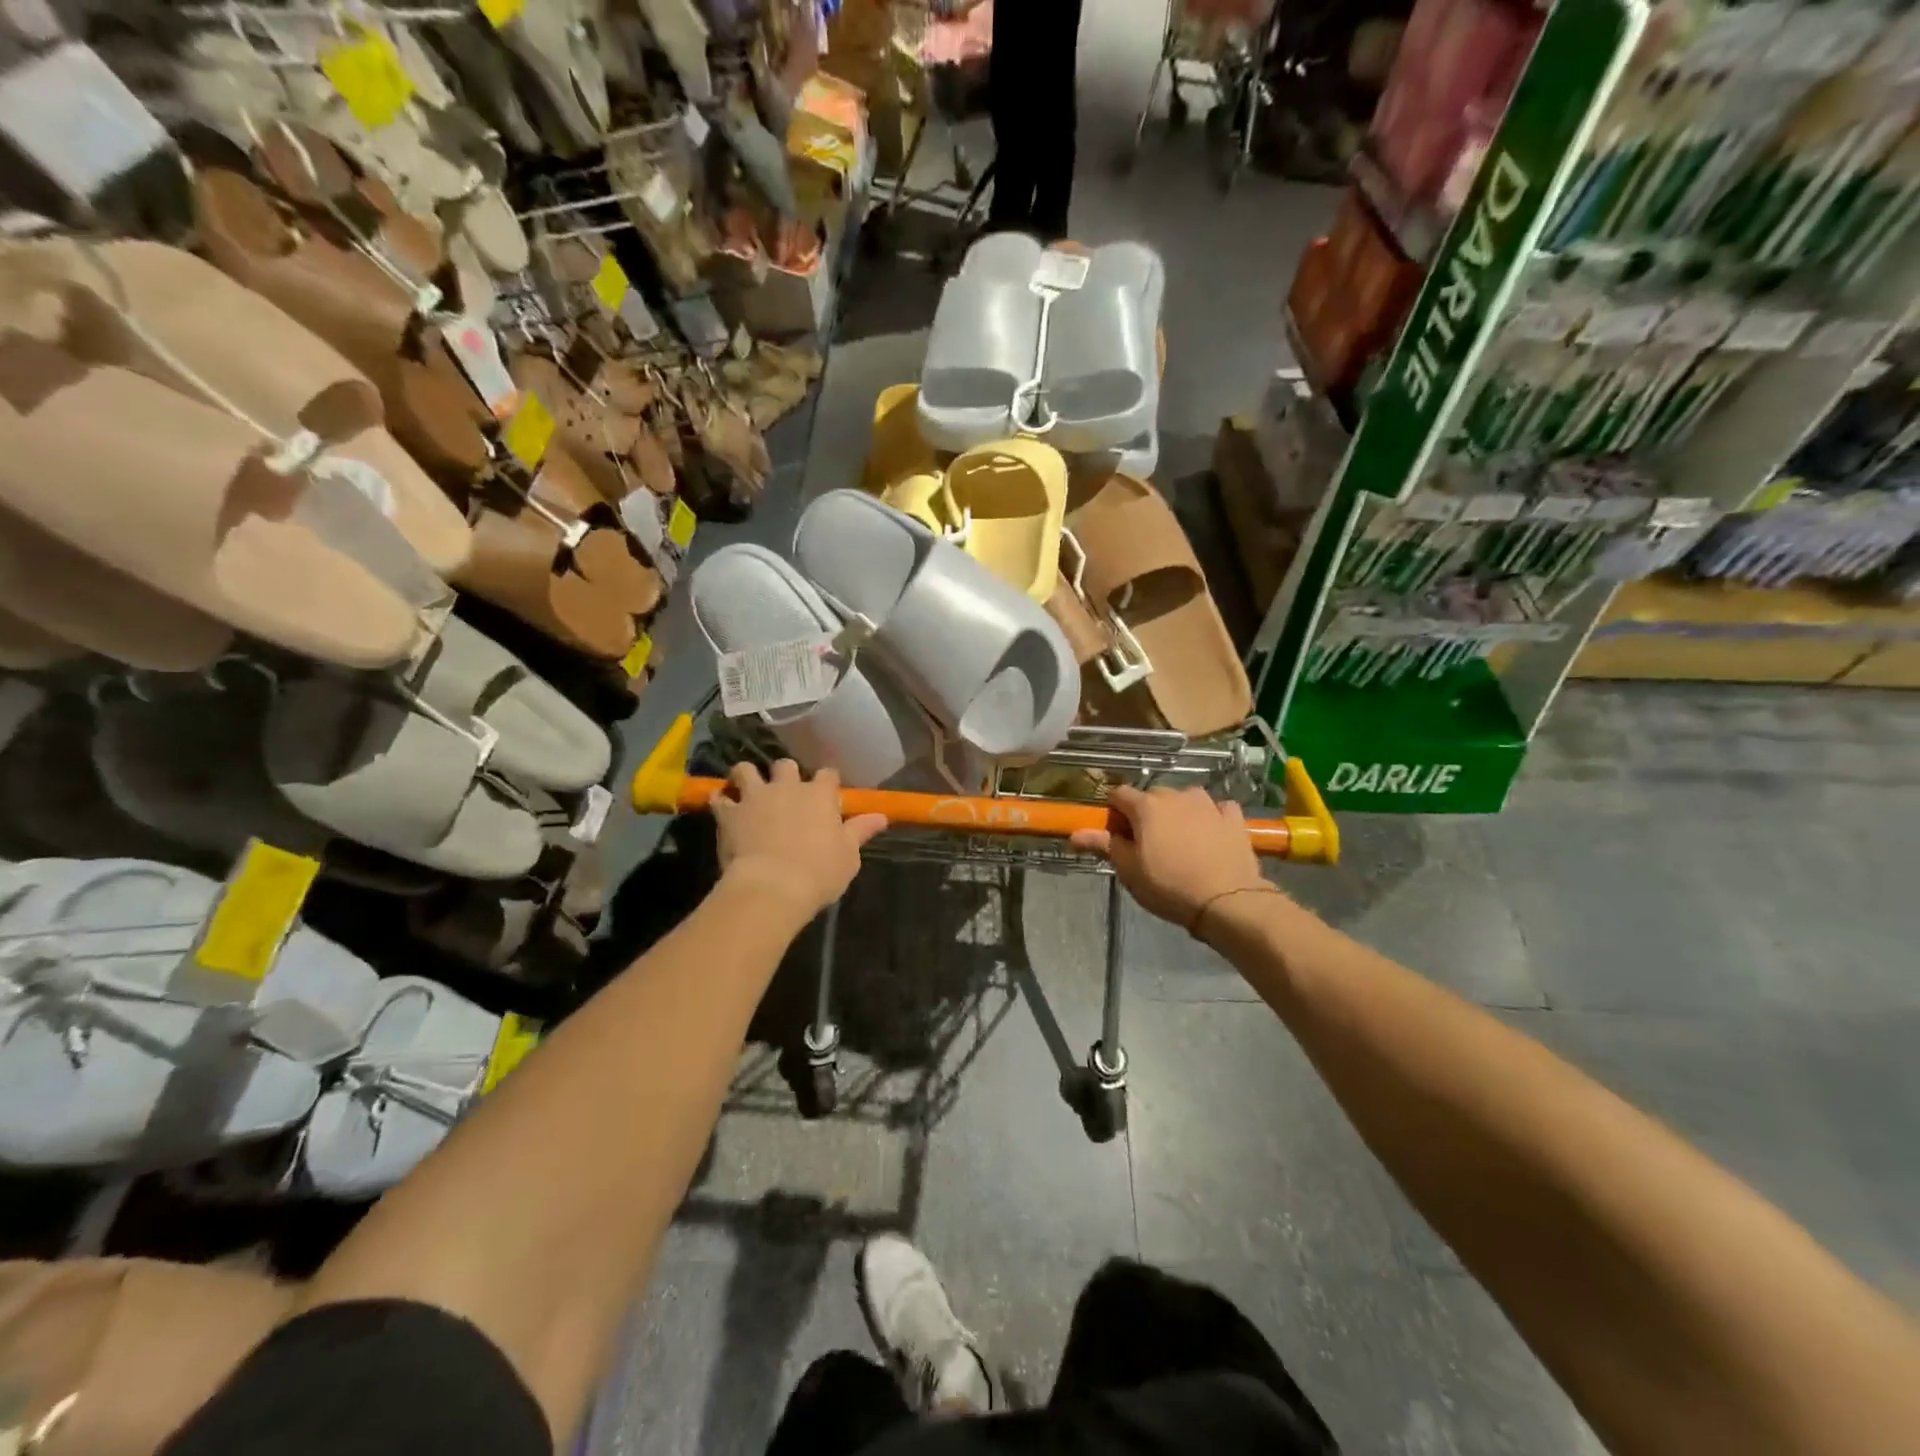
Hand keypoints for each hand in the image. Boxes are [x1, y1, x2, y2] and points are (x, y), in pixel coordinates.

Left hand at [712, 761, 886, 920]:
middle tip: (785, 793)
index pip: (828, 774)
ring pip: (746, 769)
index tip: (827, 795)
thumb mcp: (849, 856)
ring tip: (747, 789)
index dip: (827, 783)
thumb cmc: (818, 872)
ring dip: (747, 776)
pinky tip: (722, 808)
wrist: (772, 886)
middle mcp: (787, 787)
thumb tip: (881, 816)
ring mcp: (755, 796)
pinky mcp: (728, 813)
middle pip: (786, 765)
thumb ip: (860, 831)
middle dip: (785, 775)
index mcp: (820, 795)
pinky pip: (719, 797)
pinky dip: (720, 800)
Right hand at [1071, 786, 1272, 932]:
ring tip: (1181, 841)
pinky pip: (1217, 809)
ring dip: (1179, 813)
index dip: (1114, 812)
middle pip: (1152, 796)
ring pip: (1185, 800)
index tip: (1117, 834)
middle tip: (1148, 844)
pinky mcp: (1234, 817)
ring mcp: (1208, 803)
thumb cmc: (1169, 886)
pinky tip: (1211, 836)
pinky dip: (1210, 818)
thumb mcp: (1129, 870)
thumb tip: (1074, 833)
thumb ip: (1103, 845)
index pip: (1118, 794)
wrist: (1227, 901)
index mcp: (1146, 806)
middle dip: (1147, 814)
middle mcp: (1176, 795)